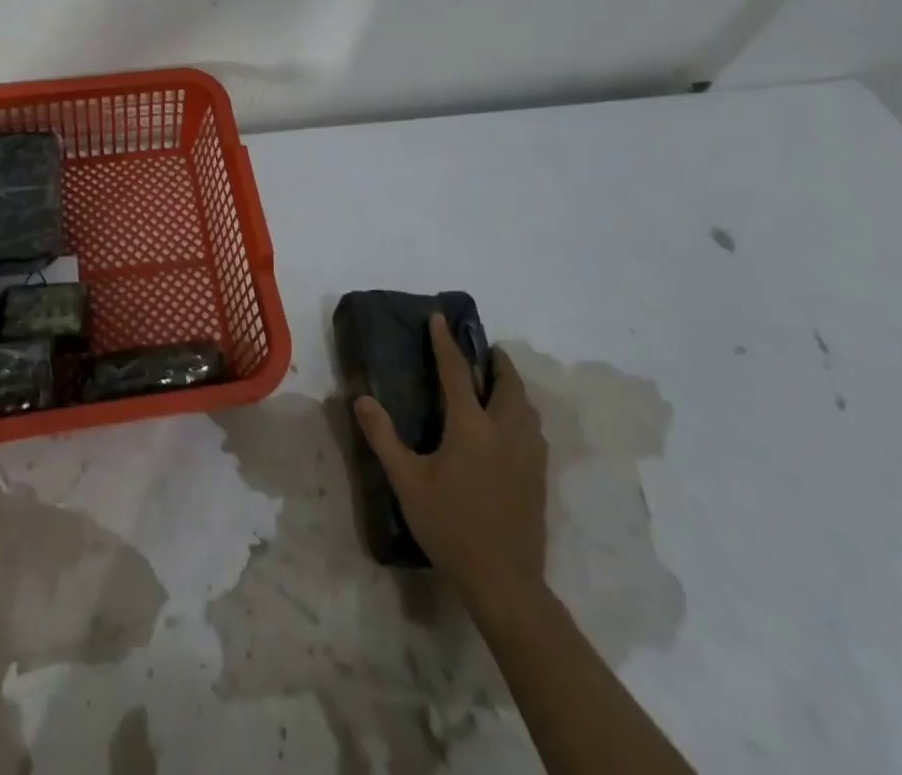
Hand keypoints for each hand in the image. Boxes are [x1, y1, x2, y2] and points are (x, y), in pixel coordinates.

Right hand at [354, 314, 547, 599]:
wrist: (504, 582)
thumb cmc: (451, 527)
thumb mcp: (407, 482)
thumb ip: (383, 437)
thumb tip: (361, 399)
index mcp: (472, 426)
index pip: (457, 372)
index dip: (446, 343)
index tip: (439, 319)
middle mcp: (505, 431)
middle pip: (507, 383)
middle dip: (495, 361)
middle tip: (482, 350)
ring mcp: (528, 453)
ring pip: (525, 405)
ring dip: (511, 385)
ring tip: (496, 382)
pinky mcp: (539, 475)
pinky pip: (533, 427)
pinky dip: (521, 410)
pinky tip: (511, 424)